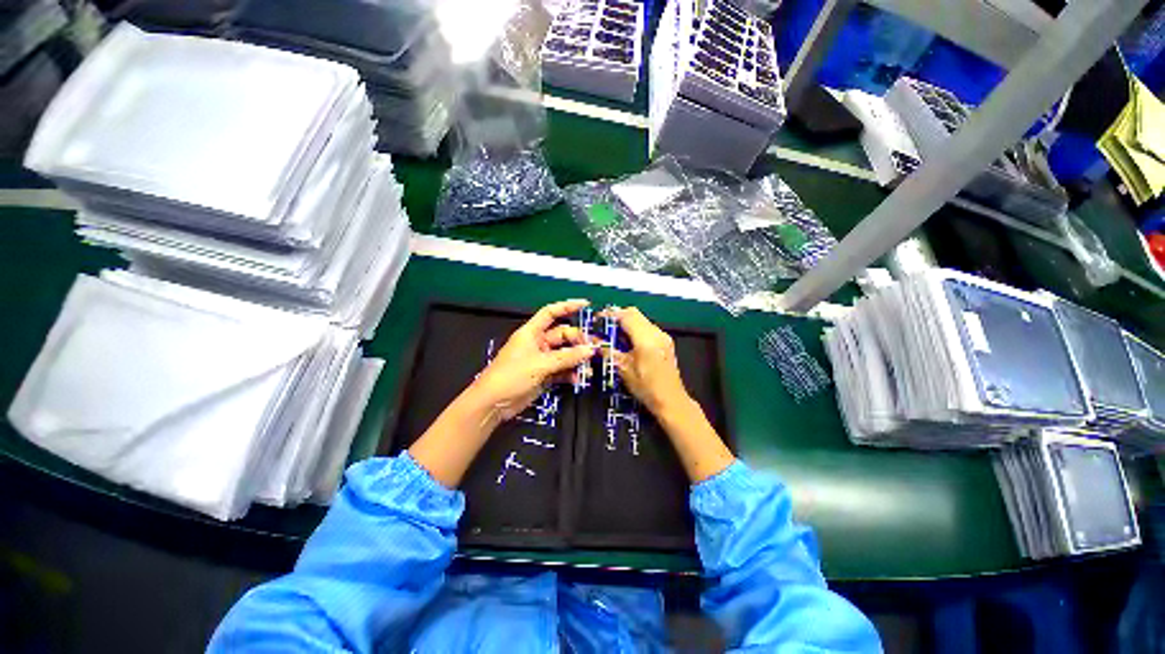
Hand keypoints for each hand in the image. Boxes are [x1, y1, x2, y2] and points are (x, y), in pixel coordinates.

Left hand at [469, 299, 597, 421]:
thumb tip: (590, 350)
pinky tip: (577, 378)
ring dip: (576, 359)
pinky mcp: (544, 375)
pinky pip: (562, 369)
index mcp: (531, 332)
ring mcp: (541, 360)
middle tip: (592, 349)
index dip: (567, 306)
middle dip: (578, 340)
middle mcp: (537, 343)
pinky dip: (570, 373)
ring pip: (564, 354)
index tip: (585, 305)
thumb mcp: (541, 364)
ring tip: (589, 367)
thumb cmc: (512, 376)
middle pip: (563, 335)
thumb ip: (567, 357)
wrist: (493, 403)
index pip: (551, 313)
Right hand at [604, 306, 733, 482]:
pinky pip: (647, 327)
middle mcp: (656, 333)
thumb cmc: (646, 388)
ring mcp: (663, 336)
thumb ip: (608, 351)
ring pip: (641, 319)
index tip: (597, 320)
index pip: (626, 316)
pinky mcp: (665, 341)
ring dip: (627, 322)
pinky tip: (628, 342)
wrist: (671, 401)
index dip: (609, 315)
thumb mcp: (623, 369)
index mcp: (646, 339)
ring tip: (614, 335)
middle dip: (617, 317)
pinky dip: (635, 329)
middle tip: (604, 327)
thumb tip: (593, 340)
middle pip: (634, 313)